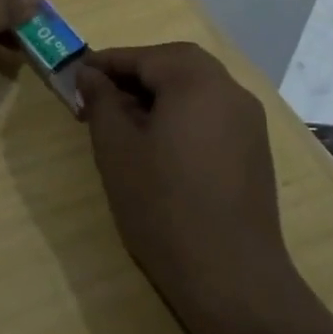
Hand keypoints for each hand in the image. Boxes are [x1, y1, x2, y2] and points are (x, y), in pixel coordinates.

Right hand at [76, 43, 305, 316]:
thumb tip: (91, 74)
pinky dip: (184, 112)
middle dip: (137, 71)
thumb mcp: (117, 149)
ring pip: (197, 87)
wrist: (231, 277)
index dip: (107, 62)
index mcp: (196, 82)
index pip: (144, 56)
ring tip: (126, 118)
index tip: (76, 73)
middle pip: (177, 63)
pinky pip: (213, 112)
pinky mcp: (255, 150)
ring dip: (161, 91)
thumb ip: (102, 101)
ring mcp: (249, 121)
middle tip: (102, 91)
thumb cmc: (163, 206)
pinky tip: (160, 142)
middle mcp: (230, 90)